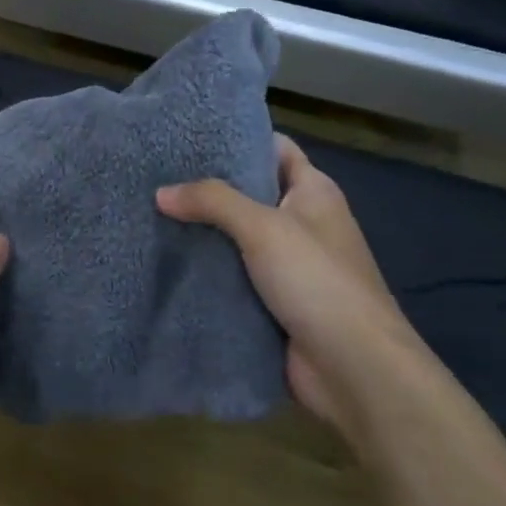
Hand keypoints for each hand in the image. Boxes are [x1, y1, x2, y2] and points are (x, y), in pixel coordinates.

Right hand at [157, 137, 415, 430]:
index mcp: (313, 192)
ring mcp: (288, 265)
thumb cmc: (317, 281)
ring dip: (202, 232)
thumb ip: (212, 201)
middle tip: (156, 174)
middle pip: (249, 193)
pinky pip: (233, 275)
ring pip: (236, 237)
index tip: (189, 135)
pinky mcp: (273, 301)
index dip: (237, 138)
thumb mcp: (263, 227)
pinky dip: (207, 269)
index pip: (274, 149)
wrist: (355, 370)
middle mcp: (302, 222)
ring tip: (151, 213)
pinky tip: (168, 260)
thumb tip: (160, 193)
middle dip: (207, 187)